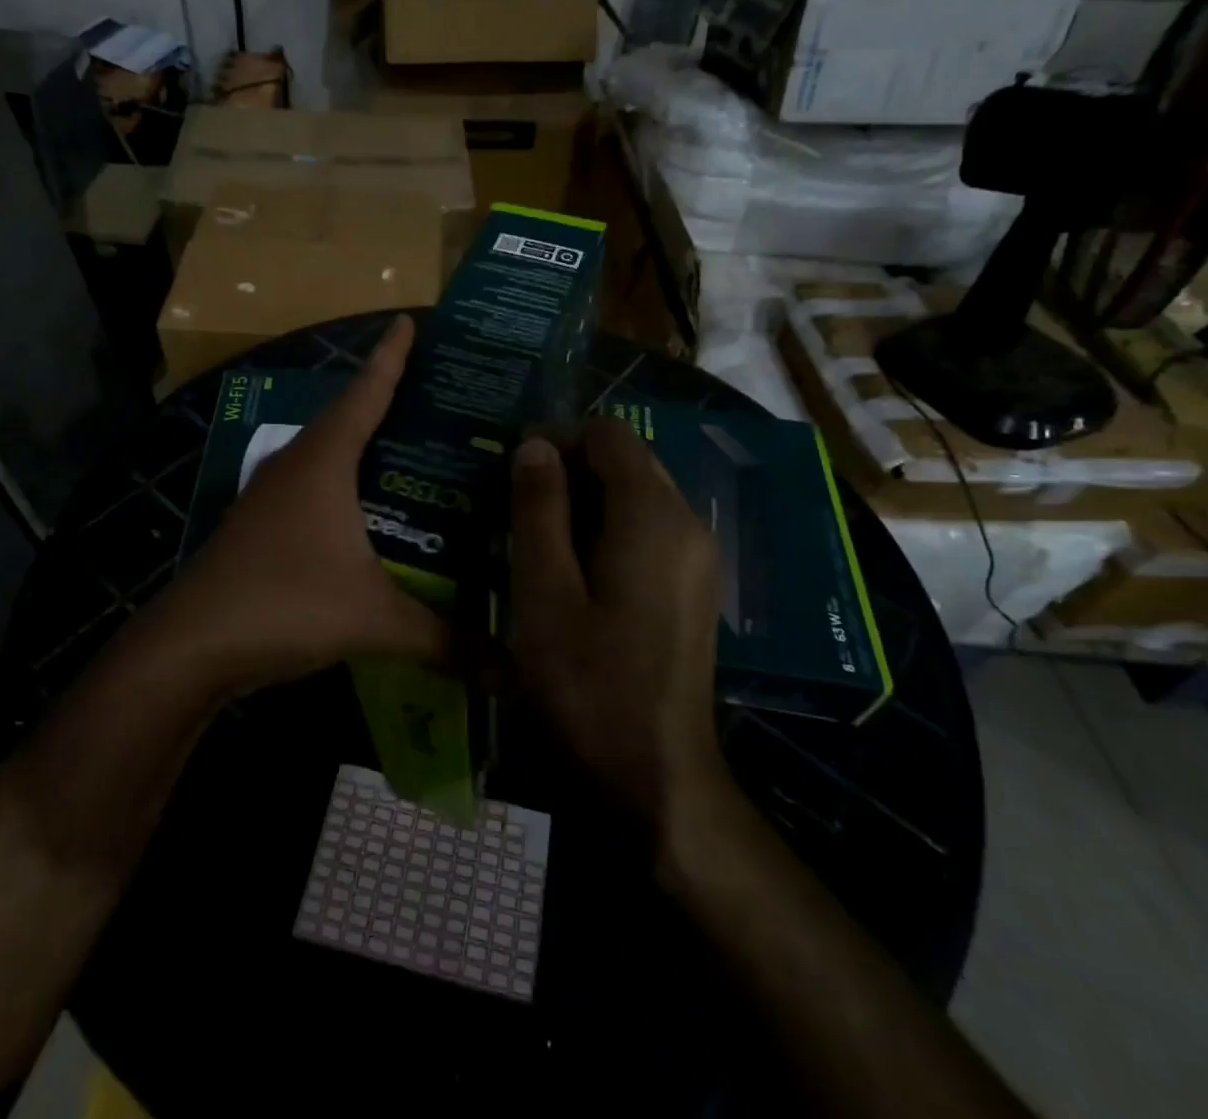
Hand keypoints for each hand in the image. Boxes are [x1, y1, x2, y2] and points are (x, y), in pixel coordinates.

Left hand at [157, 315, 448, 695]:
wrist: (190, 648)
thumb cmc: (284, 605)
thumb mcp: (373, 619)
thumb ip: (444, 639)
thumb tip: (512, 667)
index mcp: (323, 461)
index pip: (366, 393)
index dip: (391, 356)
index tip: (409, 320)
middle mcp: (294, 465)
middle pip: (346, 418)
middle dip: (386, 400)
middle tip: (436, 396)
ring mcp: (269, 496)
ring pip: (325, 455)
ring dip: (361, 446)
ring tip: (411, 451)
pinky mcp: (258, 527)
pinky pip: (310, 487)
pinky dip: (342, 485)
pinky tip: (367, 513)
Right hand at [507, 418, 726, 830]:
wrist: (656, 774)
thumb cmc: (589, 682)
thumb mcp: (544, 591)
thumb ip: (539, 509)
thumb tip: (535, 445)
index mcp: (652, 515)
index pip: (609, 434)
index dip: (558, 436)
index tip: (511, 467)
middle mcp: (687, 522)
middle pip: (628, 459)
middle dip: (570, 466)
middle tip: (514, 501)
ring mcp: (696, 556)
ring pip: (638, 494)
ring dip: (586, 498)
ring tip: (534, 532)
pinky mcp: (693, 586)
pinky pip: (649, 529)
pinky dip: (608, 527)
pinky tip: (571, 567)